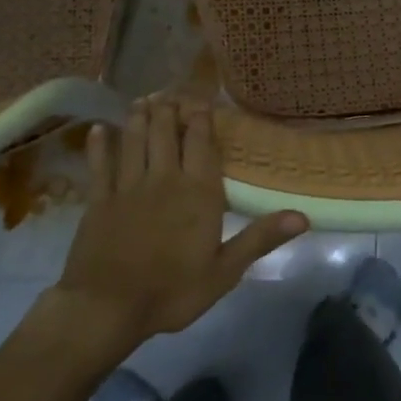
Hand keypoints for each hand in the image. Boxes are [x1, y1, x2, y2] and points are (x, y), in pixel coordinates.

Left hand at [55, 99, 306, 348]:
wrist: (107, 308)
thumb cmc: (172, 292)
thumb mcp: (225, 271)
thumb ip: (260, 238)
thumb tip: (302, 216)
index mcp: (198, 193)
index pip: (201, 144)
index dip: (201, 118)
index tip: (201, 99)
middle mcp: (164, 179)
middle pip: (165, 133)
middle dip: (169, 110)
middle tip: (169, 92)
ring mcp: (127, 187)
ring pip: (134, 141)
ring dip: (139, 118)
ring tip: (143, 100)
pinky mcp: (98, 200)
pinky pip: (100, 164)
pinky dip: (99, 145)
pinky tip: (98, 129)